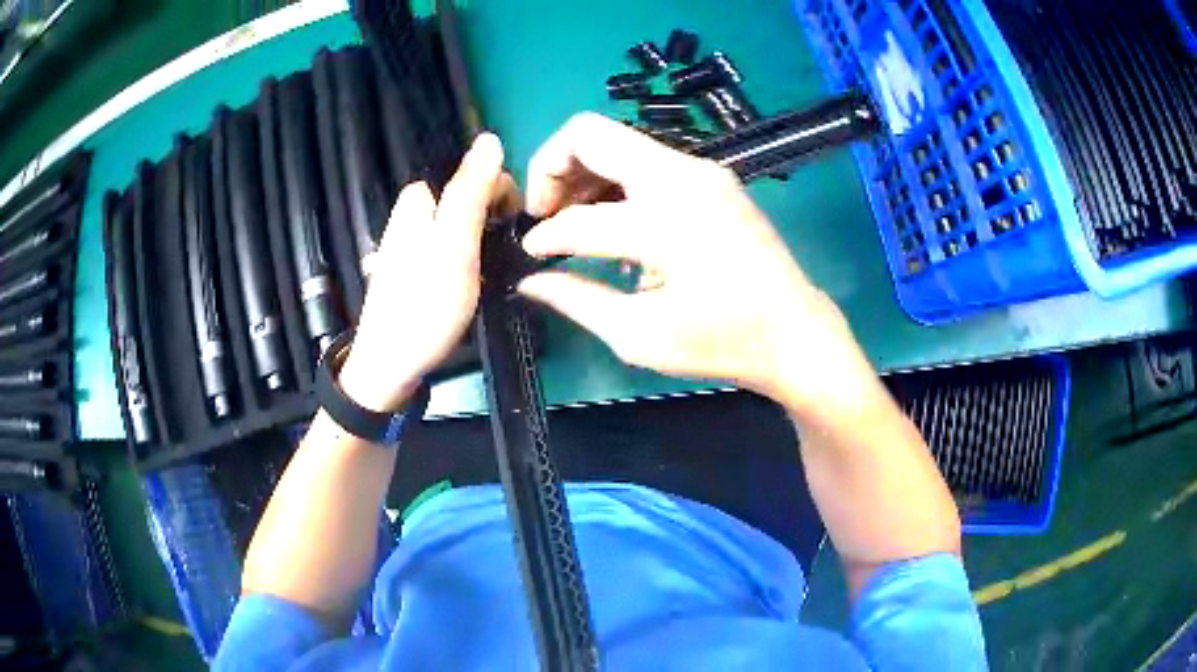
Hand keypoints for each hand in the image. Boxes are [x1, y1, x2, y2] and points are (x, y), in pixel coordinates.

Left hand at [339, 133, 517, 411]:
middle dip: (494, 221)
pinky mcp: (417, 266)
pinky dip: (470, 259)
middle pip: (471, 198)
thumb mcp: (454, 244)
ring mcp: (414, 240)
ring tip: (490, 274)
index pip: (478, 173)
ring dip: (485, 242)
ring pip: (465, 224)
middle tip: (500, 259)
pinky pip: (454, 247)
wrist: (391, 364)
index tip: (515, 232)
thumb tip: (490, 139)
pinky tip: (472, 283)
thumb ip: (471, 191)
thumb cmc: (425, 305)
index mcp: (420, 198)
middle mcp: (414, 212)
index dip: (505, 197)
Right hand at [519, 113, 869, 414]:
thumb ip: (577, 300)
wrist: (795, 332)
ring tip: (572, 221)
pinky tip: (614, 222)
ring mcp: (701, 170)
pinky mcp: (712, 176)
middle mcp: (681, 177)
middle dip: (551, 169)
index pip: (578, 217)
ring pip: (617, 141)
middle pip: (589, 134)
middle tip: (544, 216)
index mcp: (665, 222)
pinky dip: (615, 180)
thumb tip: (532, 280)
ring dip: (582, 172)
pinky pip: (645, 160)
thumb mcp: (640, 335)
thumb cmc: (723, 343)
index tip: (532, 255)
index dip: (544, 237)